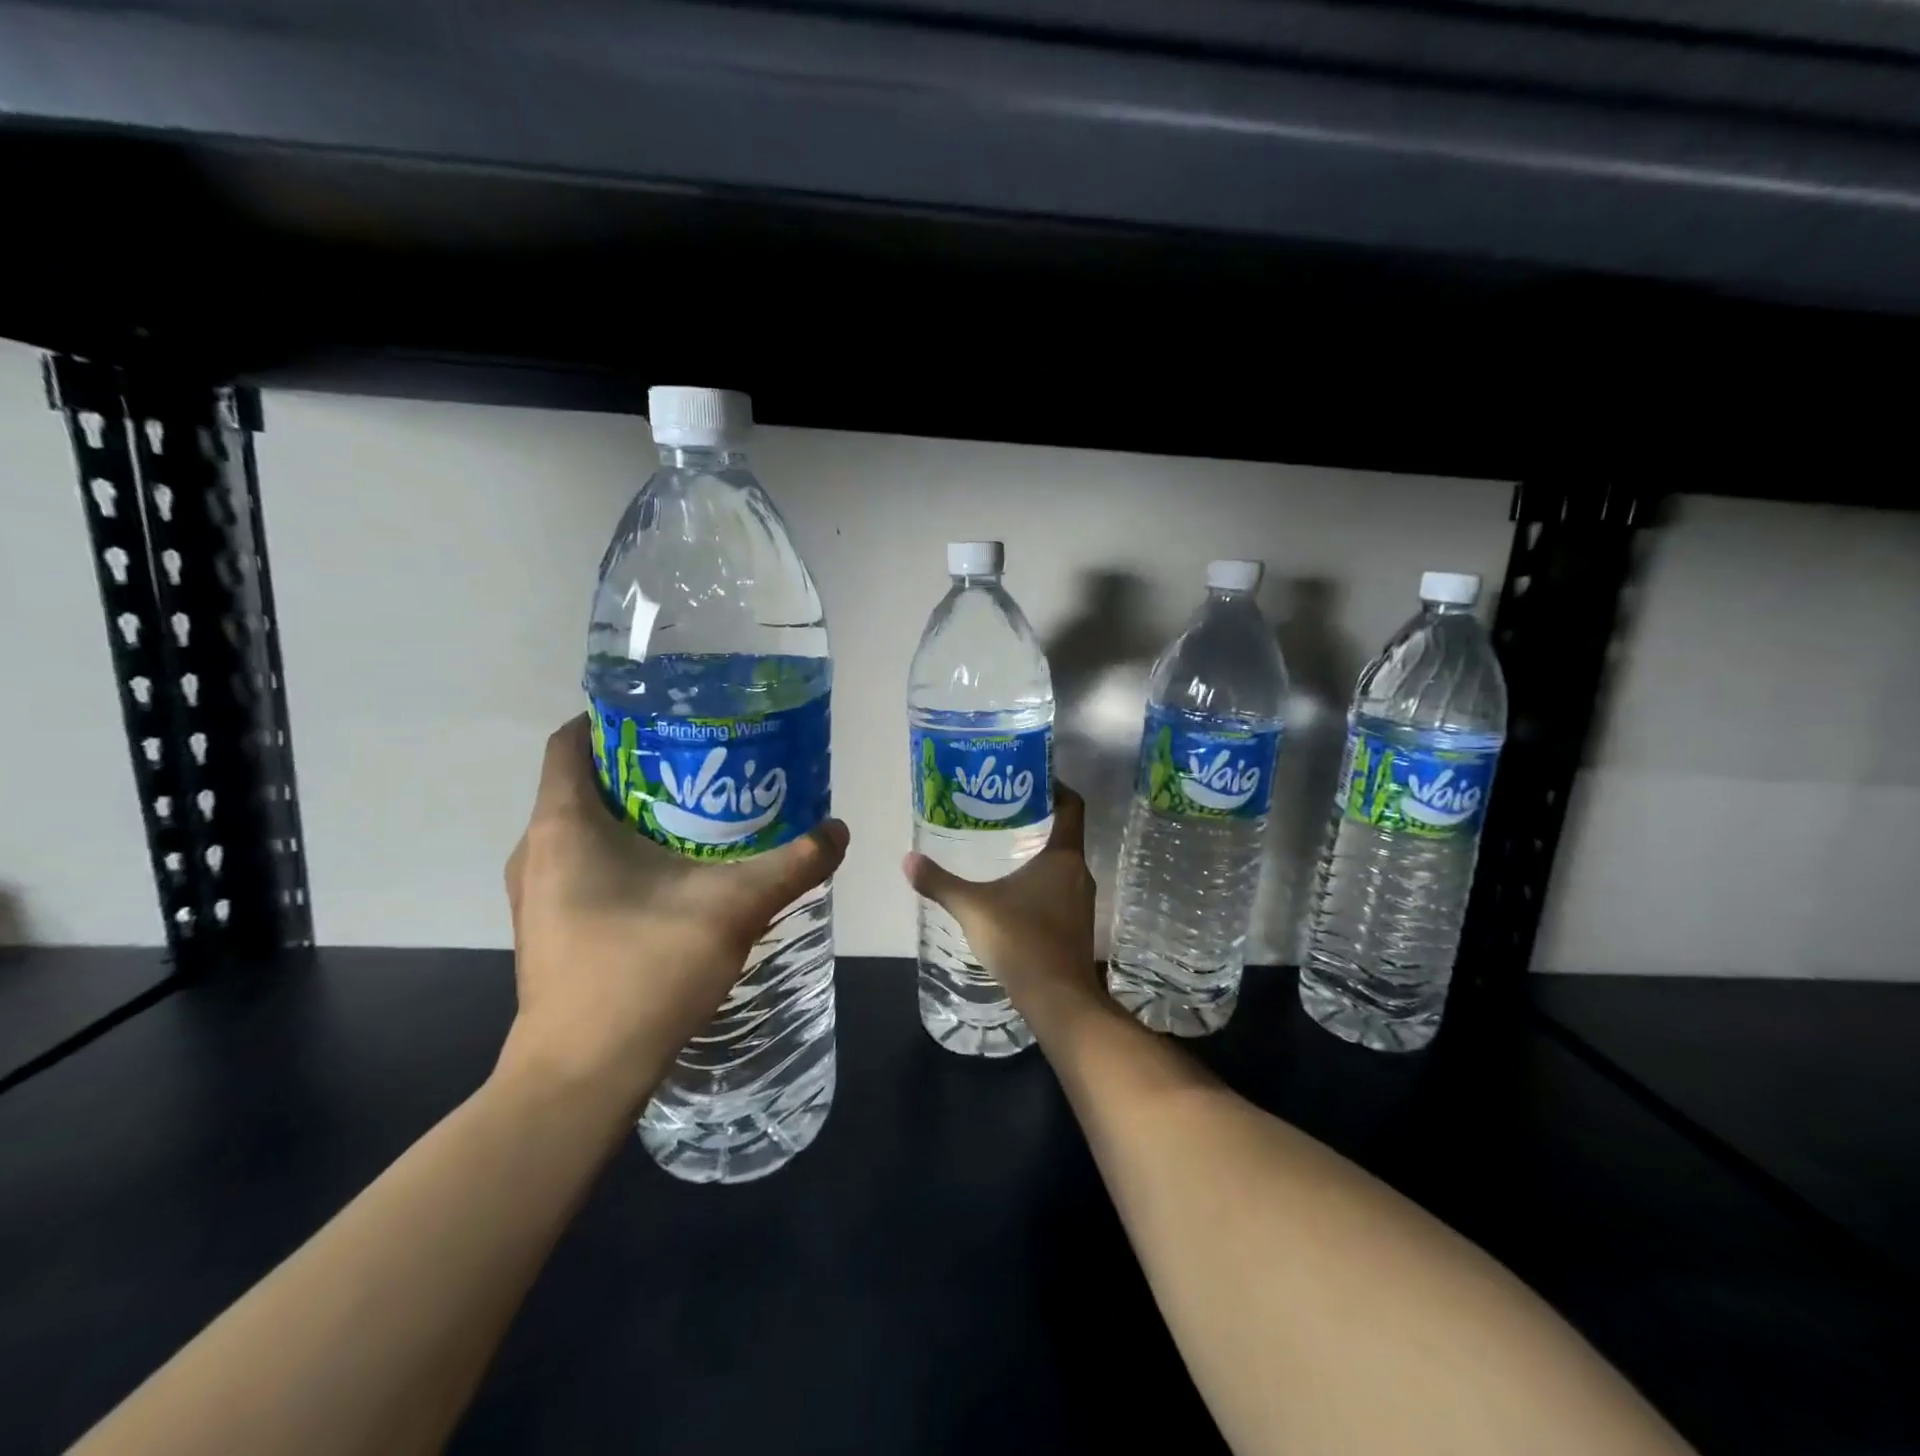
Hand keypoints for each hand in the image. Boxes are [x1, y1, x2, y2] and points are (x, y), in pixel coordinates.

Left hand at [500, 715, 848, 1114]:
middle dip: (643, 764)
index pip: (572, 740)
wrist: (581, 1077)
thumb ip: (793, 865)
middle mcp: (537, 850)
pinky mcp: (551, 927)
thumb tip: (838, 831)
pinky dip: (624, 851)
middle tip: (706, 761)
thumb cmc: (643, 971)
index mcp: (563, 825)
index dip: (615, 716)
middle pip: (585, 781)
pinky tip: (678, 872)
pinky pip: (583, 864)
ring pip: (584, 826)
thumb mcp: (734, 908)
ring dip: (636, 812)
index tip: (671, 714)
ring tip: (701, 811)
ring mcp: (538, 893)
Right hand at [901, 782, 1099, 1019]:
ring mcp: (1080, 901)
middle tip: (1001, 811)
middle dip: (1037, 820)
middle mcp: (1078, 873)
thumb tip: (907, 860)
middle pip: (1064, 833)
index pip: (1071, 806)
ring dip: (1038, 853)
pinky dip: (1040, 881)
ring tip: (1002, 848)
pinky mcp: (1076, 925)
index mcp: (1062, 857)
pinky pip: (1059, 889)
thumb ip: (940, 883)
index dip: (1055, 787)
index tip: (1031, 778)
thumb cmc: (1021, 941)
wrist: (1058, 1000)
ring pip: (1061, 864)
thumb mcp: (974, 908)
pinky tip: (1012, 892)